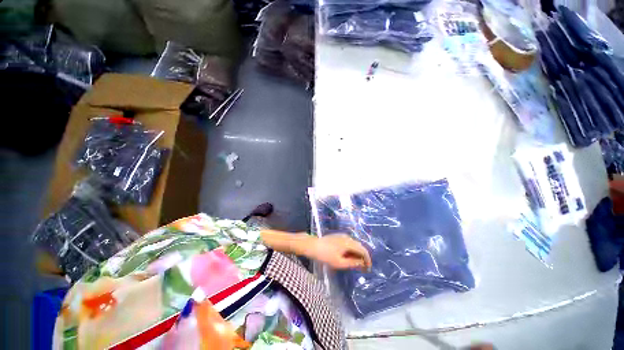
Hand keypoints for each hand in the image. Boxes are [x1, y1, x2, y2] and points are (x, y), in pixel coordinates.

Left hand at [308, 234, 371, 270]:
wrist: (312, 246)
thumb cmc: (326, 255)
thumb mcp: (340, 263)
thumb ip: (353, 263)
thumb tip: (362, 263)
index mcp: (349, 243)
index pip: (363, 250)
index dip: (368, 260)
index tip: (368, 269)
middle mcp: (347, 237)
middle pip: (360, 247)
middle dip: (363, 257)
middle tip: (363, 268)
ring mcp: (342, 236)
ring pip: (354, 245)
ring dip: (357, 254)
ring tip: (356, 264)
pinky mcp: (338, 237)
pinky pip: (349, 243)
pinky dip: (351, 251)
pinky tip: (349, 257)